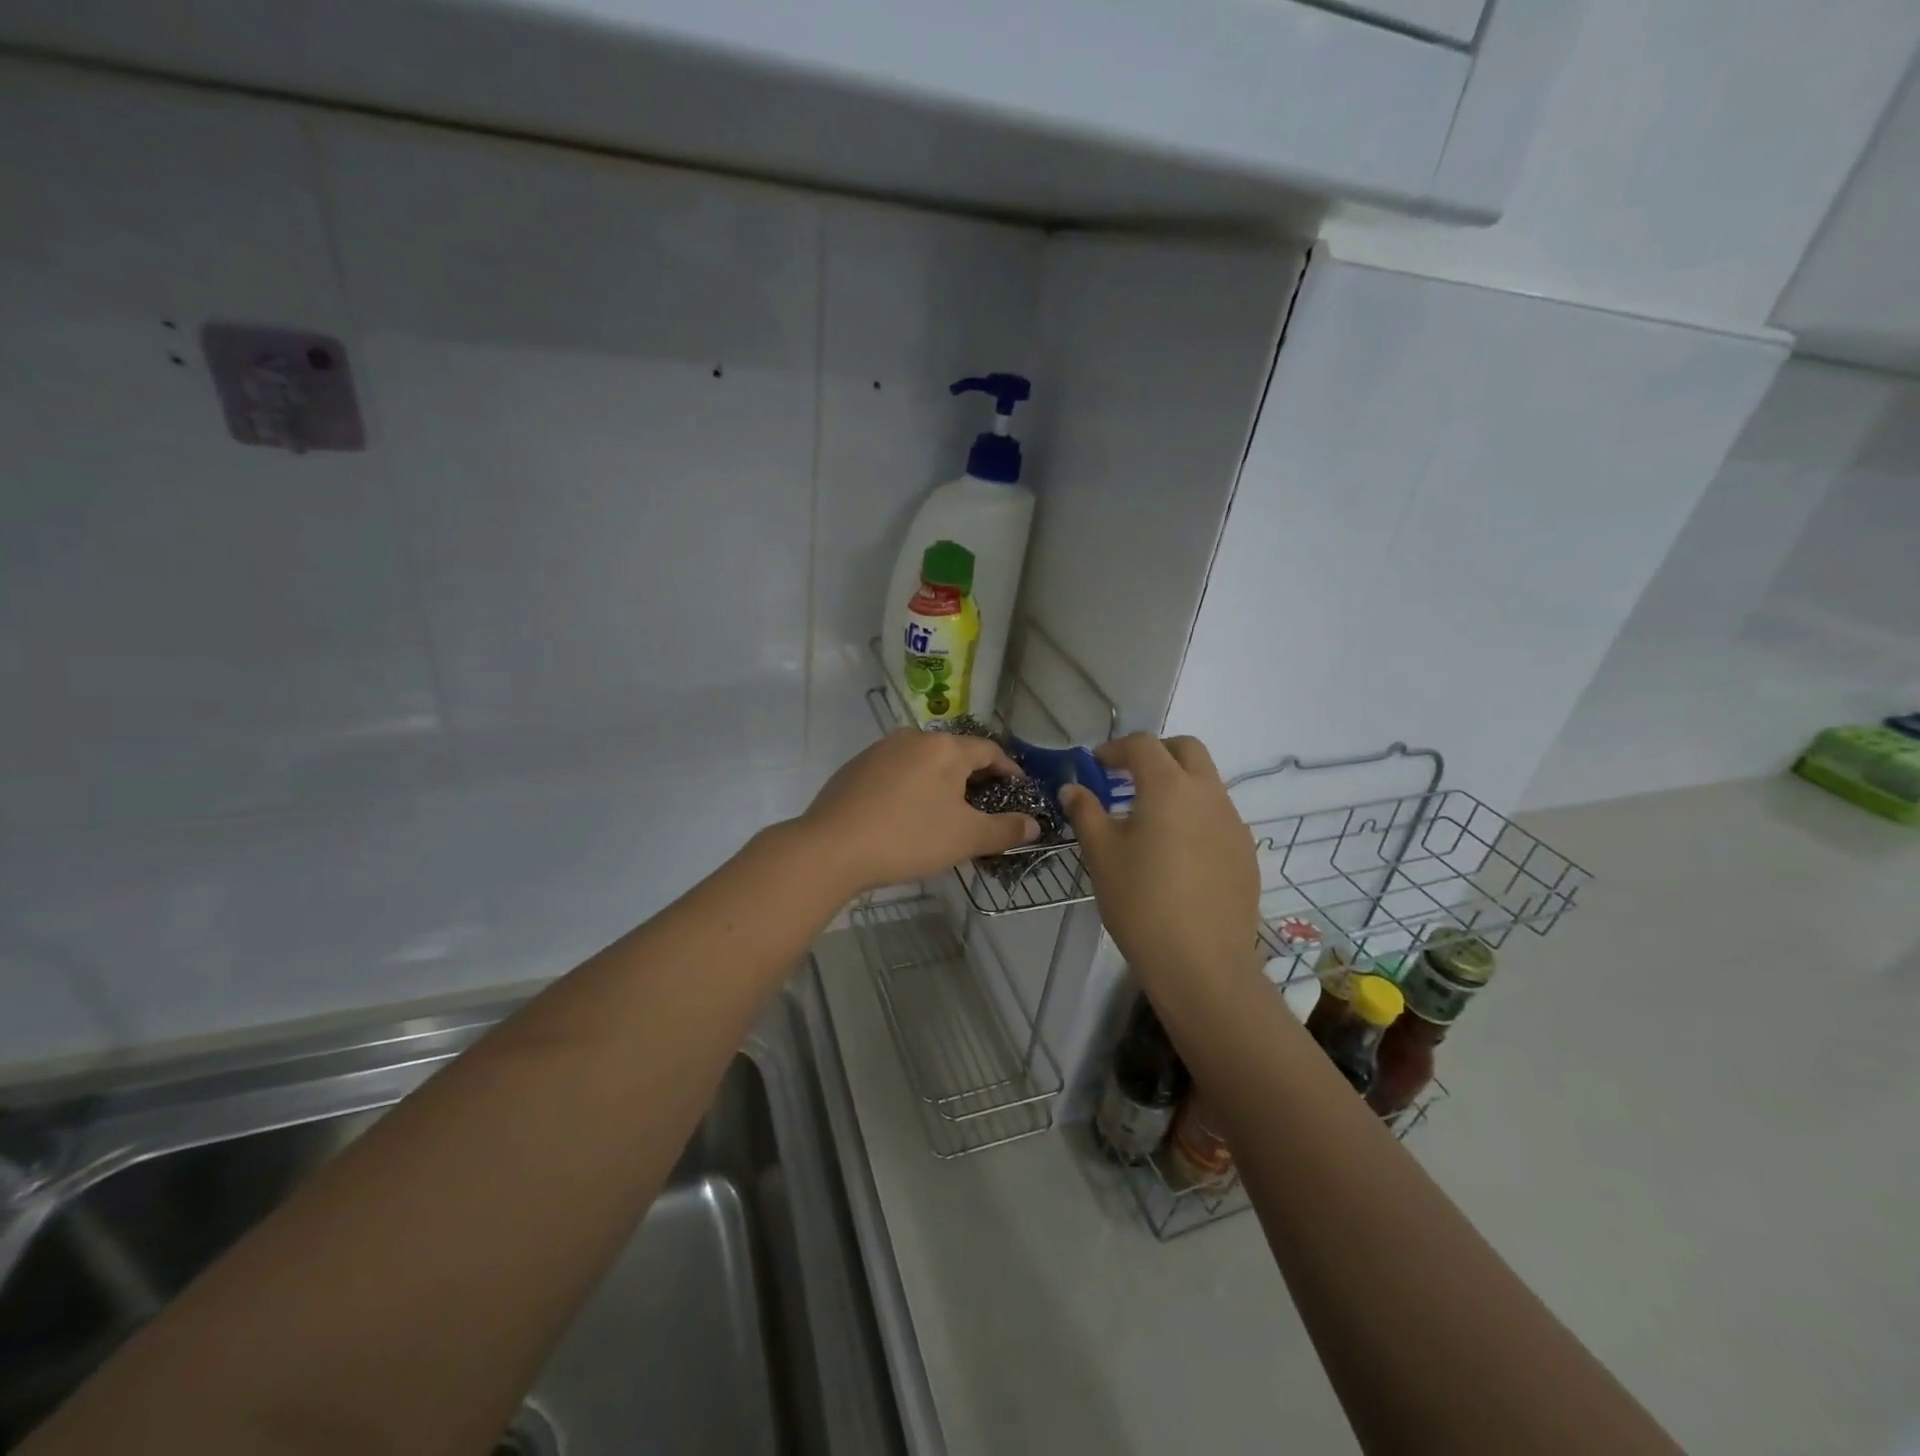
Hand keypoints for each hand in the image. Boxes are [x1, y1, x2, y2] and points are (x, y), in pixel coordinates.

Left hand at [795, 729, 1040, 896]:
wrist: (830, 848)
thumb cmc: (908, 837)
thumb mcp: (965, 838)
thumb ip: (1005, 830)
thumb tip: (1034, 824)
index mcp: (945, 748)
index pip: (989, 750)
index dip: (1009, 771)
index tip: (1019, 792)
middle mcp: (913, 738)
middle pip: (956, 753)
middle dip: (975, 779)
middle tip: (986, 809)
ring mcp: (880, 749)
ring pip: (924, 762)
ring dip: (942, 783)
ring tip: (948, 813)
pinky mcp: (856, 767)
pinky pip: (898, 771)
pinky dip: (914, 787)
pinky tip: (909, 814)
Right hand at [1060, 734, 1260, 1002]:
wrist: (1201, 964)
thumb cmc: (1141, 902)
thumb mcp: (1102, 854)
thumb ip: (1086, 812)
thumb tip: (1073, 788)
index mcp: (1170, 787)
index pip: (1143, 745)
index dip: (1115, 749)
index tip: (1095, 767)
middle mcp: (1208, 794)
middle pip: (1186, 750)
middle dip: (1155, 754)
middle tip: (1126, 778)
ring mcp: (1233, 823)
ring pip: (1206, 783)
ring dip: (1177, 784)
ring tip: (1147, 819)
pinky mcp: (1246, 853)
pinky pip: (1218, 816)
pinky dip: (1194, 815)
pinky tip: (1176, 853)